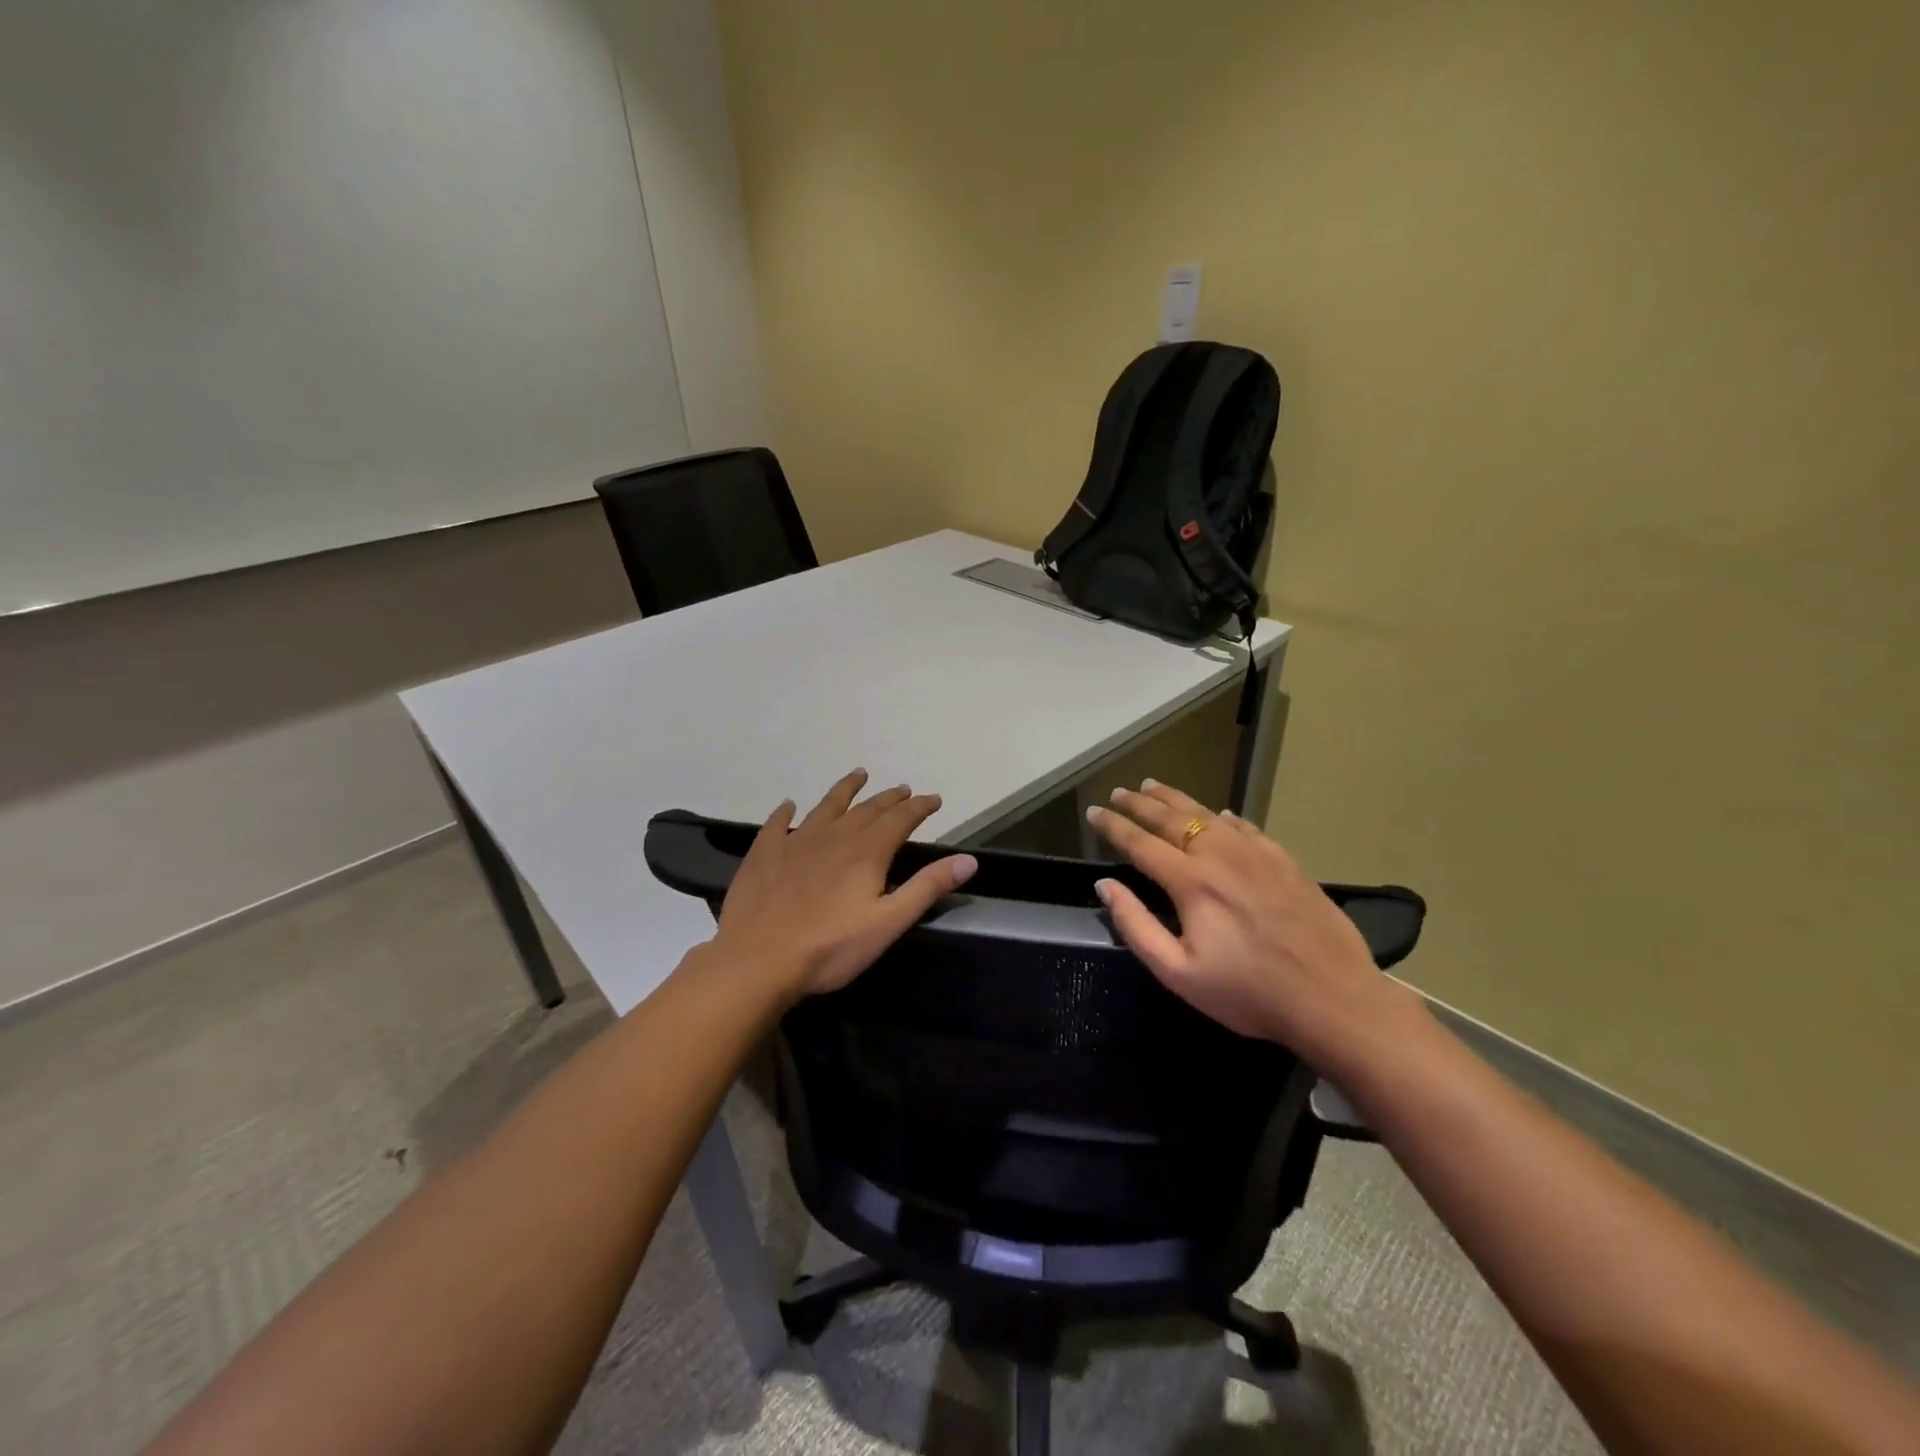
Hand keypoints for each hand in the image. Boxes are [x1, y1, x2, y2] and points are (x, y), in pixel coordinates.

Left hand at [708, 768, 977, 999]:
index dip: (919, 807)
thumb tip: (968, 860)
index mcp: (866, 852)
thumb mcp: (889, 923)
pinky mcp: (764, 854)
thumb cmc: (830, 948)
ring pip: (826, 806)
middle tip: (903, 790)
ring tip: (858, 775)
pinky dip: (786, 812)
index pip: (900, 819)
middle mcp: (834, 836)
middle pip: (867, 809)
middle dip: (889, 798)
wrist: (758, 960)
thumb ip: (927, 887)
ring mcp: (796, 842)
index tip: (934, 799)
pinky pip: (778, 824)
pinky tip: (788, 805)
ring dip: (845, 790)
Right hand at [1086, 780, 1419, 1072]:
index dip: (1113, 826)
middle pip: (1171, 819)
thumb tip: (1105, 886)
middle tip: (1118, 792)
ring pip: (1207, 814)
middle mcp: (1220, 856)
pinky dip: (1223, 816)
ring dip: (1176, 799)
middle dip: (1139, 803)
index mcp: (1191, 882)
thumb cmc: (1249, 993)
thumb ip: (1137, 926)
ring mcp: (1256, 853)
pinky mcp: (1284, 860)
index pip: (1140, 843)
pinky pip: (1246, 827)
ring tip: (1153, 786)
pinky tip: (1218, 814)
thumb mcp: (1180, 973)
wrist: (1333, 998)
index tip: (1093, 812)